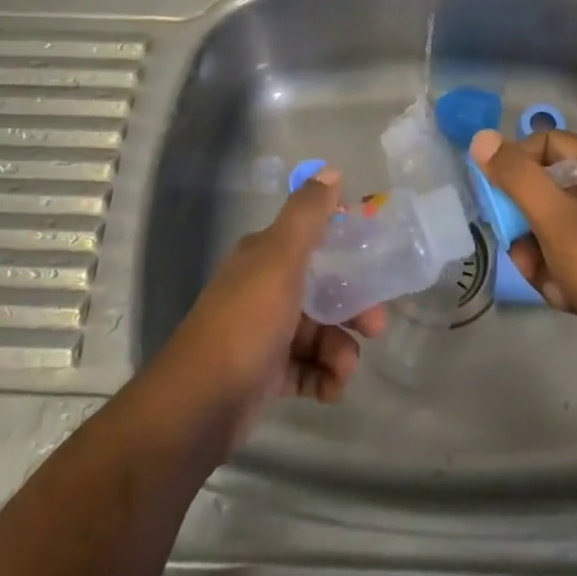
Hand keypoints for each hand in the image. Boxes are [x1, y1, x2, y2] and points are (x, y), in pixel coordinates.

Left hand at [155, 171, 384, 443]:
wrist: (200, 404)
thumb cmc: (246, 322)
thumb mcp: (280, 258)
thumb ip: (307, 215)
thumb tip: (332, 171)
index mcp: (265, 255)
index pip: (313, 237)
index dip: (346, 244)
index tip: (377, 257)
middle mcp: (264, 288)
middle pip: (324, 289)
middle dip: (354, 307)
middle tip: (376, 327)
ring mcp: (265, 333)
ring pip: (320, 333)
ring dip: (341, 350)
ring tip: (345, 370)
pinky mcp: (267, 375)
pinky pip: (308, 370)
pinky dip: (324, 378)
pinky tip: (331, 391)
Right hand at [470, 129, 576, 381]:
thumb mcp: (555, 219)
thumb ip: (517, 177)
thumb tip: (482, 139)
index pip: (548, 142)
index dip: (518, 161)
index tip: (498, 193)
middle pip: (545, 187)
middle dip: (524, 220)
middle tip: (516, 245)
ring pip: (550, 226)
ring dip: (536, 253)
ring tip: (543, 279)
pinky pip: (565, 255)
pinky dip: (555, 274)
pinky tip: (563, 298)